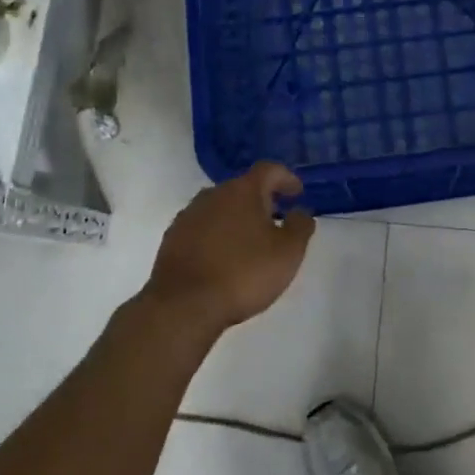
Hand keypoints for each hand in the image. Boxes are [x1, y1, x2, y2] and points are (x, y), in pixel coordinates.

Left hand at [142, 163, 316, 332]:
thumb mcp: (287, 252)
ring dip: (237, 219)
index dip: (286, 178)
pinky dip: (217, 236)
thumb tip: (301, 211)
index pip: (268, 170)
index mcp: (243, 191)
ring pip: (220, 208)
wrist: (183, 304)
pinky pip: (202, 228)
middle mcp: (213, 194)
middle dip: (261, 201)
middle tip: (276, 221)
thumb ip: (300, 226)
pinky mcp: (172, 238)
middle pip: (242, 188)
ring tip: (250, 243)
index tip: (297, 193)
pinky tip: (223, 259)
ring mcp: (188, 215)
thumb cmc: (243, 273)